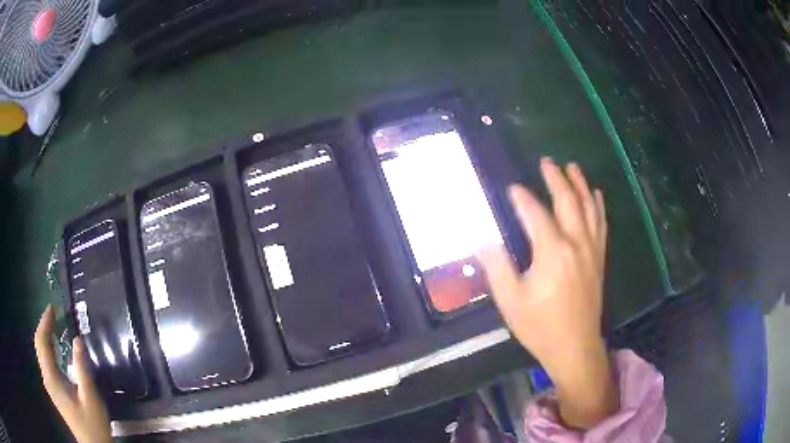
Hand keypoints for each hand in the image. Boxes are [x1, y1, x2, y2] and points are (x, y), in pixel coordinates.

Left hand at [34, 305, 111, 442]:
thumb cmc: (92, 423)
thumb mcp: (90, 398)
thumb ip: (82, 369)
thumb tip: (77, 340)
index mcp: (52, 378)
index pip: (42, 342)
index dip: (45, 322)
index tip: (53, 308)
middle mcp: (47, 377)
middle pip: (39, 345)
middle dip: (43, 326)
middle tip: (53, 313)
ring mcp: (49, 384)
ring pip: (41, 352)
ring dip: (45, 336)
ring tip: (54, 325)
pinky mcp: (54, 389)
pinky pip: (46, 361)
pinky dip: (48, 348)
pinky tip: (55, 347)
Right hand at [477, 158, 616, 428]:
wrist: (575, 346)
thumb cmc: (540, 326)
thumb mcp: (510, 300)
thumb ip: (497, 266)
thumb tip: (482, 240)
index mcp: (552, 251)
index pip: (535, 213)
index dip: (522, 198)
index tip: (512, 188)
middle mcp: (575, 243)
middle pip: (567, 201)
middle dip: (556, 178)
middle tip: (547, 161)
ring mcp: (591, 250)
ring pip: (588, 208)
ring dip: (580, 185)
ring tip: (573, 167)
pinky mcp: (599, 259)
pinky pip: (601, 224)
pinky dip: (598, 206)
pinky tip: (595, 195)